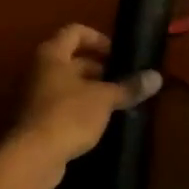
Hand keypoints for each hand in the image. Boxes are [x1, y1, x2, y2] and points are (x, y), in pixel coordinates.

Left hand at [3, 24, 162, 188]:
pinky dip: (79, 109)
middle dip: (99, 69)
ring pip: (67, 85)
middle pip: (71, 60)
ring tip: (116, 103)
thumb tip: (156, 77)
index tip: (118, 55)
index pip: (75, 31)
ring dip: (90, 91)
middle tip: (122, 82)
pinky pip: (60, 106)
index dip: (98, 39)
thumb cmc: (68, 115)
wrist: (32, 157)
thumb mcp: (104, 99)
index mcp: (52, 54)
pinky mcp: (35, 120)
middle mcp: (38, 70)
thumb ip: (128, 87)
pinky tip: (98, 124)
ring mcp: (33, 96)